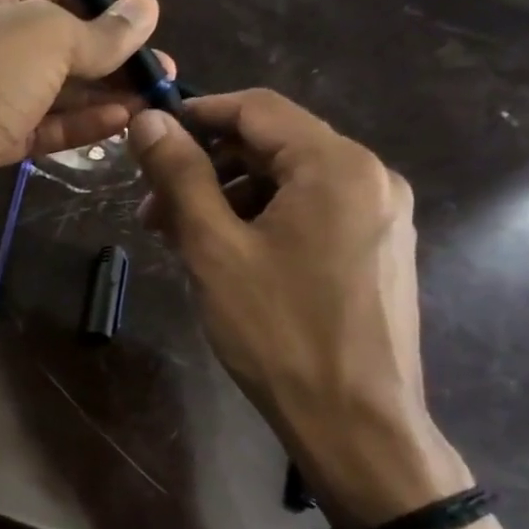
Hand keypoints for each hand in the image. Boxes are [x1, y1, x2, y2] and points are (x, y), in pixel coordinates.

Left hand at [0, 0, 160, 262]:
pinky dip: (75, 124)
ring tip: (154, 97)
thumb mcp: (44, 37)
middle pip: (52, 38)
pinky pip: (35, 127)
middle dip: (108, 51)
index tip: (152, 17)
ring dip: (99, 92)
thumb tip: (144, 14)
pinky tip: (120, 123)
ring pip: (46, 87)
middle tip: (161, 68)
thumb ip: (97, 31)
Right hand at [128, 91, 469, 527]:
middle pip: (274, 146)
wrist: (354, 419)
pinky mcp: (377, 250)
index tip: (147, 140)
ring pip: (290, 183)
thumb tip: (148, 121)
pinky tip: (227, 259)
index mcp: (336, 165)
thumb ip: (181, 177)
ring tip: (183, 243)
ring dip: (230, 199)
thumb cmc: (277, 330)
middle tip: (153, 213)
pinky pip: (311, 214)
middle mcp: (370, 176)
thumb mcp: (214, 249)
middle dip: (207, 169)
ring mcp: (380, 215)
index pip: (257, 109)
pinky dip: (262, 222)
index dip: (197, 115)